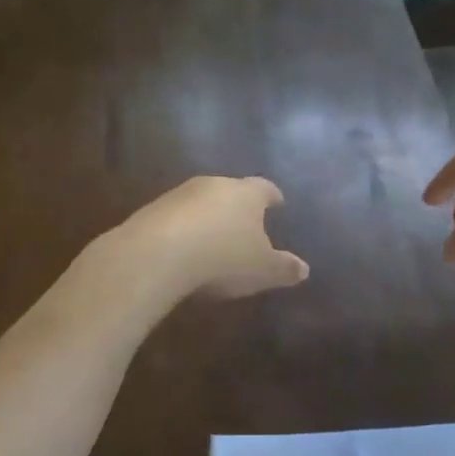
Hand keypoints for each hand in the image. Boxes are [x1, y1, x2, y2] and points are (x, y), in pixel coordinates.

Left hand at [113, 176, 309, 299]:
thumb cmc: (223, 257)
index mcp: (247, 194)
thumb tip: (304, 269)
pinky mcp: (151, 210)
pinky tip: (182, 250)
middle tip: (245, 223)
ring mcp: (179, 195)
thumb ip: (284, 268)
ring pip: (200, 202)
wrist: (157, 254)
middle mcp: (214, 185)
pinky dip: (182, 230)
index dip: (272, 196)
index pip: (265, 188)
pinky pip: (174, 218)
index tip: (277, 202)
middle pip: (231, 191)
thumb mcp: (262, 270)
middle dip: (238, 206)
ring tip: (212, 239)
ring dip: (207, 217)